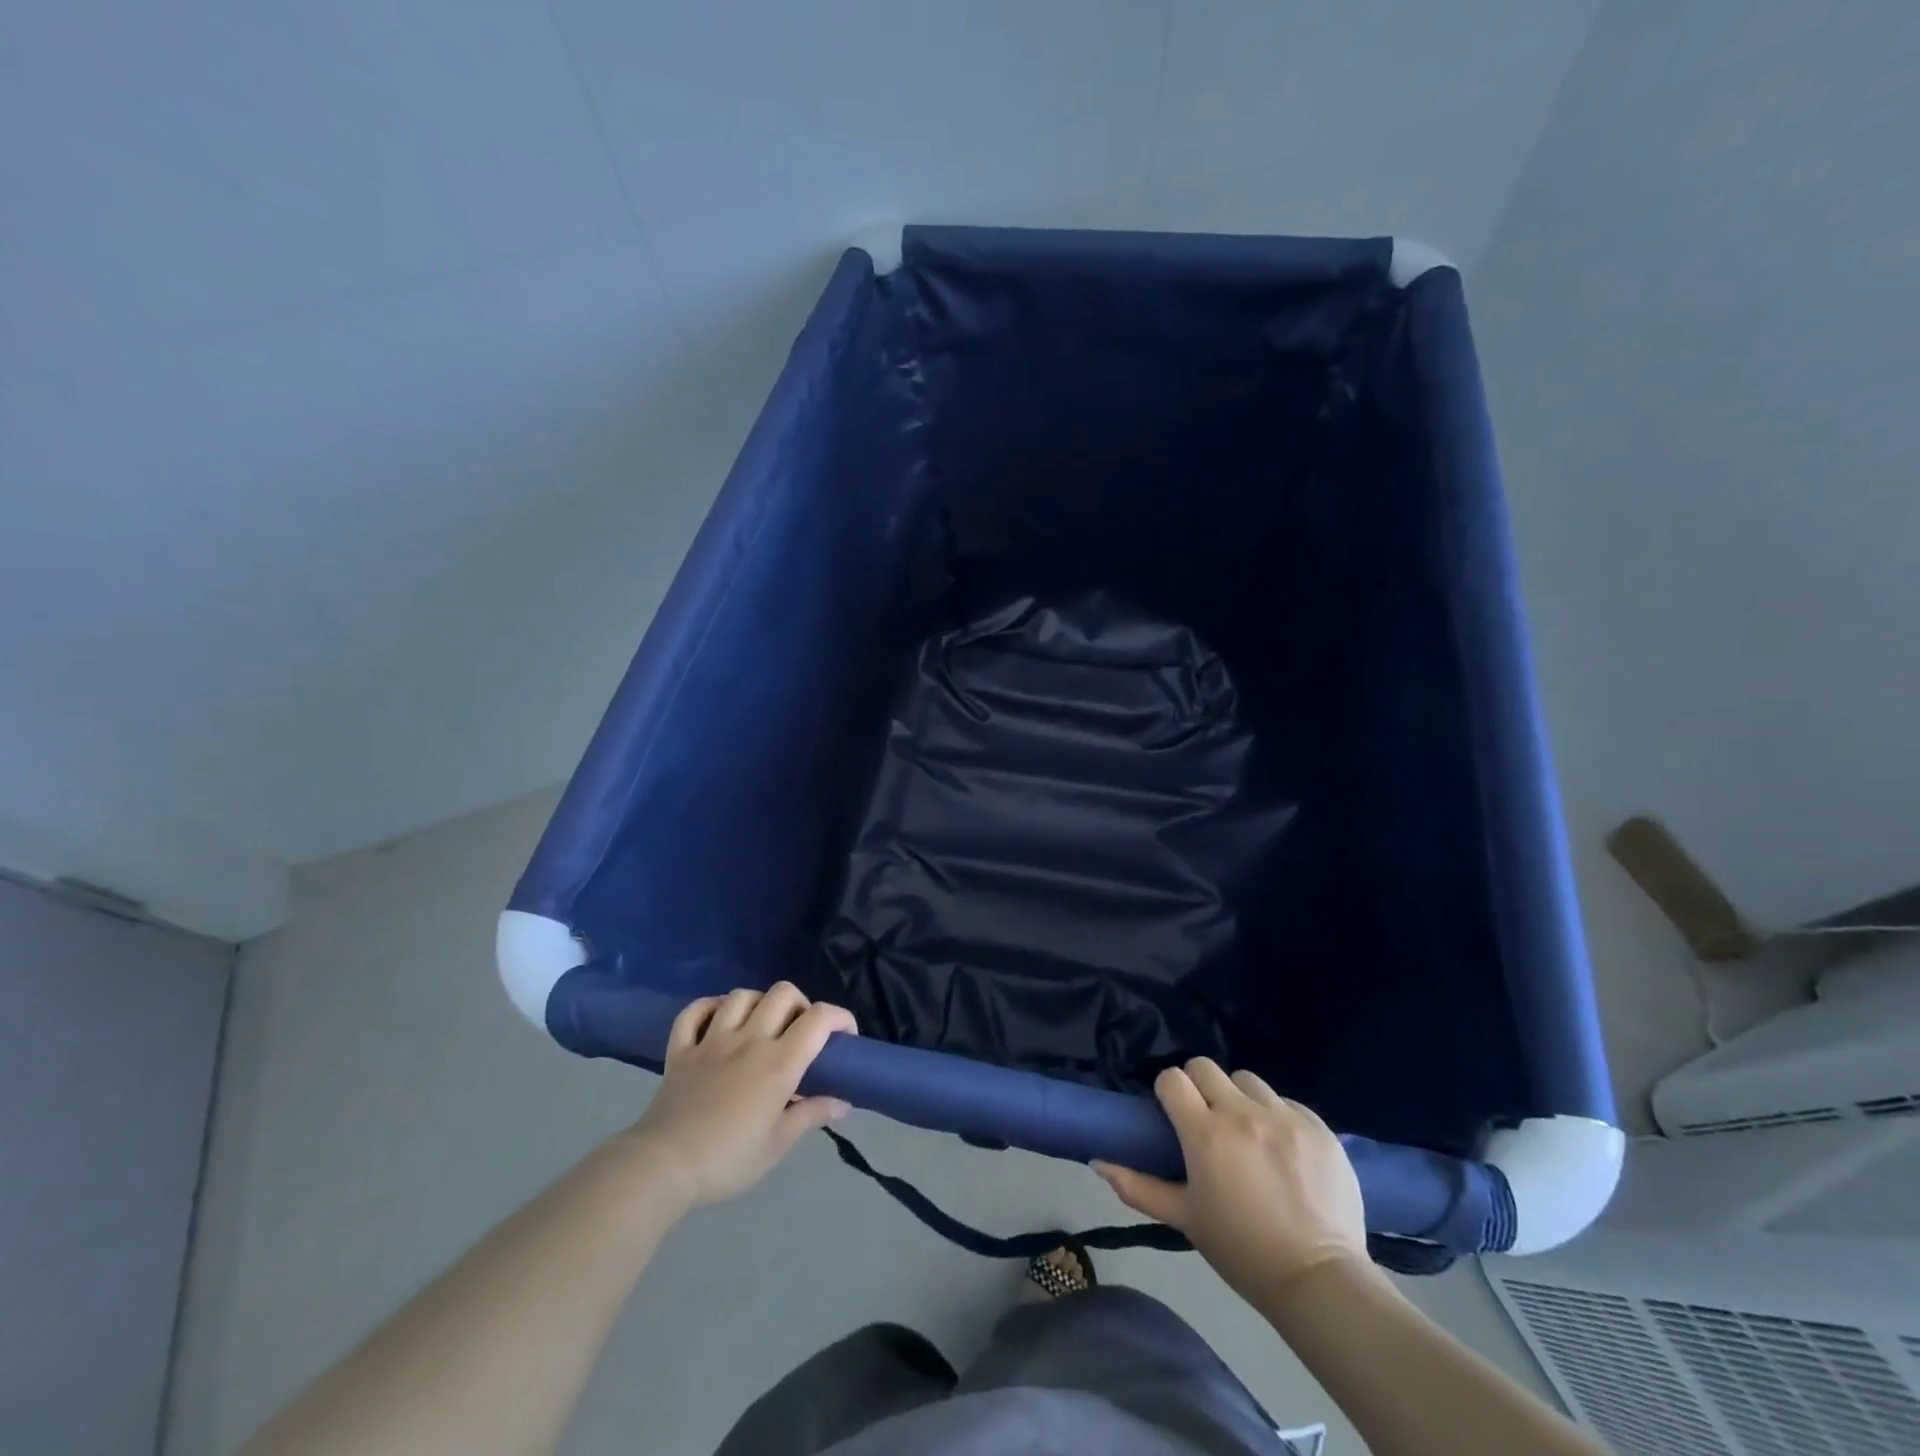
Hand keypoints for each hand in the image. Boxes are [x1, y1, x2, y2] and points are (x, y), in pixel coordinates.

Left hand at [624, 983, 855, 1208]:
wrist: (663, 1167)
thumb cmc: (728, 1159)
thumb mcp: (777, 1145)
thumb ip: (811, 1115)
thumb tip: (843, 1102)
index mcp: (778, 1062)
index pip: (819, 1018)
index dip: (840, 1017)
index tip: (845, 1036)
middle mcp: (749, 1039)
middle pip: (782, 993)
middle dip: (800, 1005)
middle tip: (800, 1033)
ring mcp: (712, 1040)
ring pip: (741, 996)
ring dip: (759, 1003)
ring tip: (762, 1026)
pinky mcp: (681, 1048)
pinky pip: (694, 1012)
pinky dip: (709, 1008)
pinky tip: (718, 1020)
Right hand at [1094, 1058, 1367, 1303]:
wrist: (1320, 1281)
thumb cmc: (1242, 1252)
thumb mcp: (1185, 1219)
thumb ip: (1138, 1186)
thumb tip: (1097, 1162)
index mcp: (1205, 1134)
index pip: (1172, 1078)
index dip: (1168, 1092)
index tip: (1173, 1113)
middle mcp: (1242, 1113)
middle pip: (1205, 1066)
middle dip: (1199, 1086)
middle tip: (1206, 1119)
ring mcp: (1284, 1117)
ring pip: (1247, 1079)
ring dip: (1240, 1097)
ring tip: (1247, 1131)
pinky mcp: (1318, 1127)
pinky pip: (1287, 1101)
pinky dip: (1278, 1116)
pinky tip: (1282, 1147)